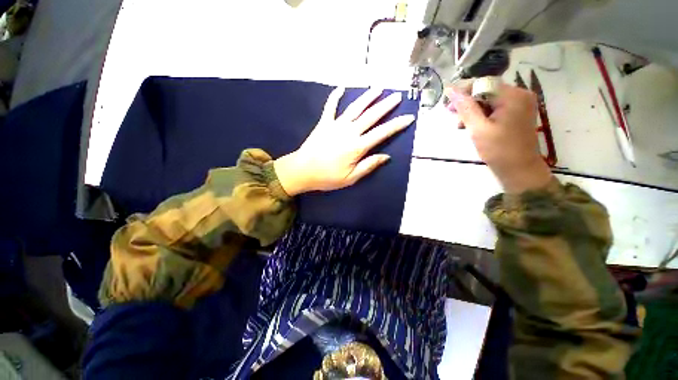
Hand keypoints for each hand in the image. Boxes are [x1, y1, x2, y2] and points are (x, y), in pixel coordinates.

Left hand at [274, 87, 414, 195]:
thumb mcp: (351, 178)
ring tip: (378, 88)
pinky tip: (341, 87)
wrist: (303, 171)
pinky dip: (335, 96)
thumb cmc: (327, 177)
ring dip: (367, 97)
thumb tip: (386, 156)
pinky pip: (330, 107)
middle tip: (397, 96)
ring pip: (355, 108)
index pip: (381, 133)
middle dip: (386, 105)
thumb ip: (368, 166)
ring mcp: (335, 125)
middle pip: (371, 116)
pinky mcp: (324, 123)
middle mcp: (349, 132)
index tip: (409, 117)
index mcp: (357, 147)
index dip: (396, 125)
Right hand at [446, 83, 551, 193]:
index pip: (483, 84)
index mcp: (513, 96)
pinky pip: (496, 107)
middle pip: (487, 91)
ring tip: (461, 125)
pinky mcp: (518, 112)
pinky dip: (482, 115)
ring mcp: (520, 103)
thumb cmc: (499, 150)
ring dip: (473, 110)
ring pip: (489, 99)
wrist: (520, 169)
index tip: (448, 106)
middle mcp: (520, 94)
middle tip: (453, 116)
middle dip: (468, 103)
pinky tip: (473, 125)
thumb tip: (450, 89)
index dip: (463, 92)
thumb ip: (465, 108)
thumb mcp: (478, 129)